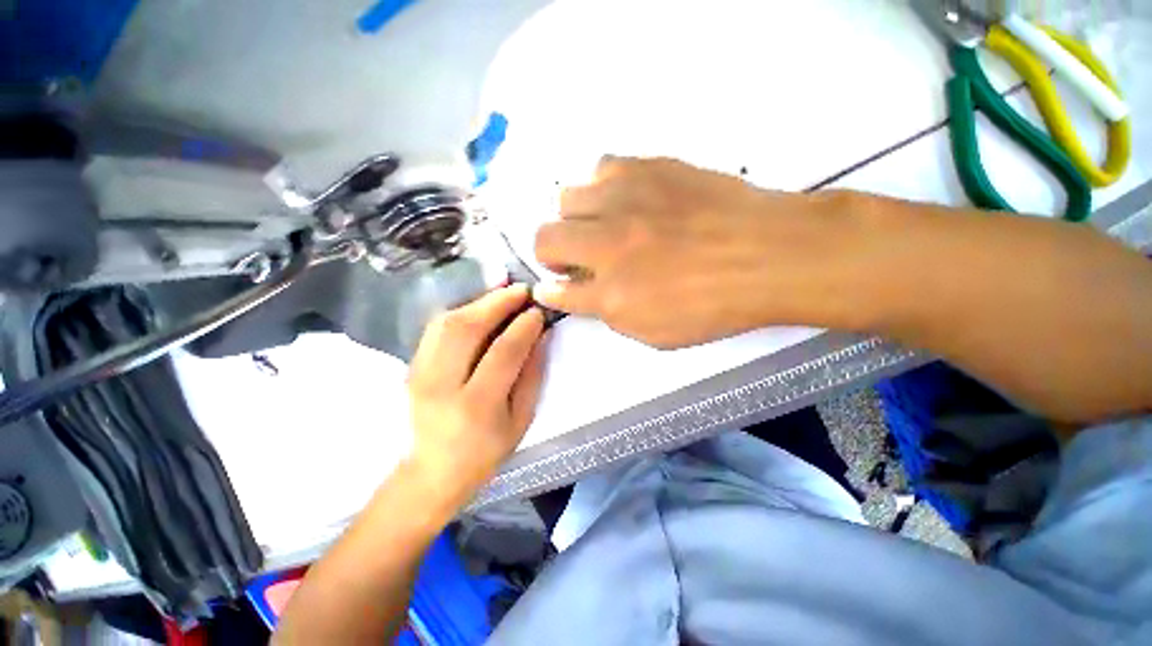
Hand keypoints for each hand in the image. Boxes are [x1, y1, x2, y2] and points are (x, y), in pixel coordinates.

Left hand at [406, 285, 546, 501]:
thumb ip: (532, 375)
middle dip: (499, 302)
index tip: (538, 312)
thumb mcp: (521, 420)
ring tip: (503, 292)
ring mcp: (420, 373)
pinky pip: (436, 327)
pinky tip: (480, 304)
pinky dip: (461, 309)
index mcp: (476, 405)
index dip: (524, 327)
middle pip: (468, 329)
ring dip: (479, 300)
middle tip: (521, 290)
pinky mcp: (412, 365)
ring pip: (447, 322)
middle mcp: (442, 384)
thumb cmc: (485, 452)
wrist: (431, 472)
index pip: (503, 352)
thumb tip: (542, 335)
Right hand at [533, 157, 852, 347]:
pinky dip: (604, 189)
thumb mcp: (654, 331)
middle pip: (545, 238)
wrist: (767, 254)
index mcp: (612, 293)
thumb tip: (568, 292)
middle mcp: (608, 243)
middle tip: (576, 259)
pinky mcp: (647, 167)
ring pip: (567, 198)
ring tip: (602, 227)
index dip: (551, 291)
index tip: (552, 287)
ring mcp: (625, 200)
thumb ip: (605, 312)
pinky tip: (626, 201)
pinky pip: (602, 168)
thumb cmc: (713, 305)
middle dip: (552, 252)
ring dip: (576, 218)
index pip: (558, 291)